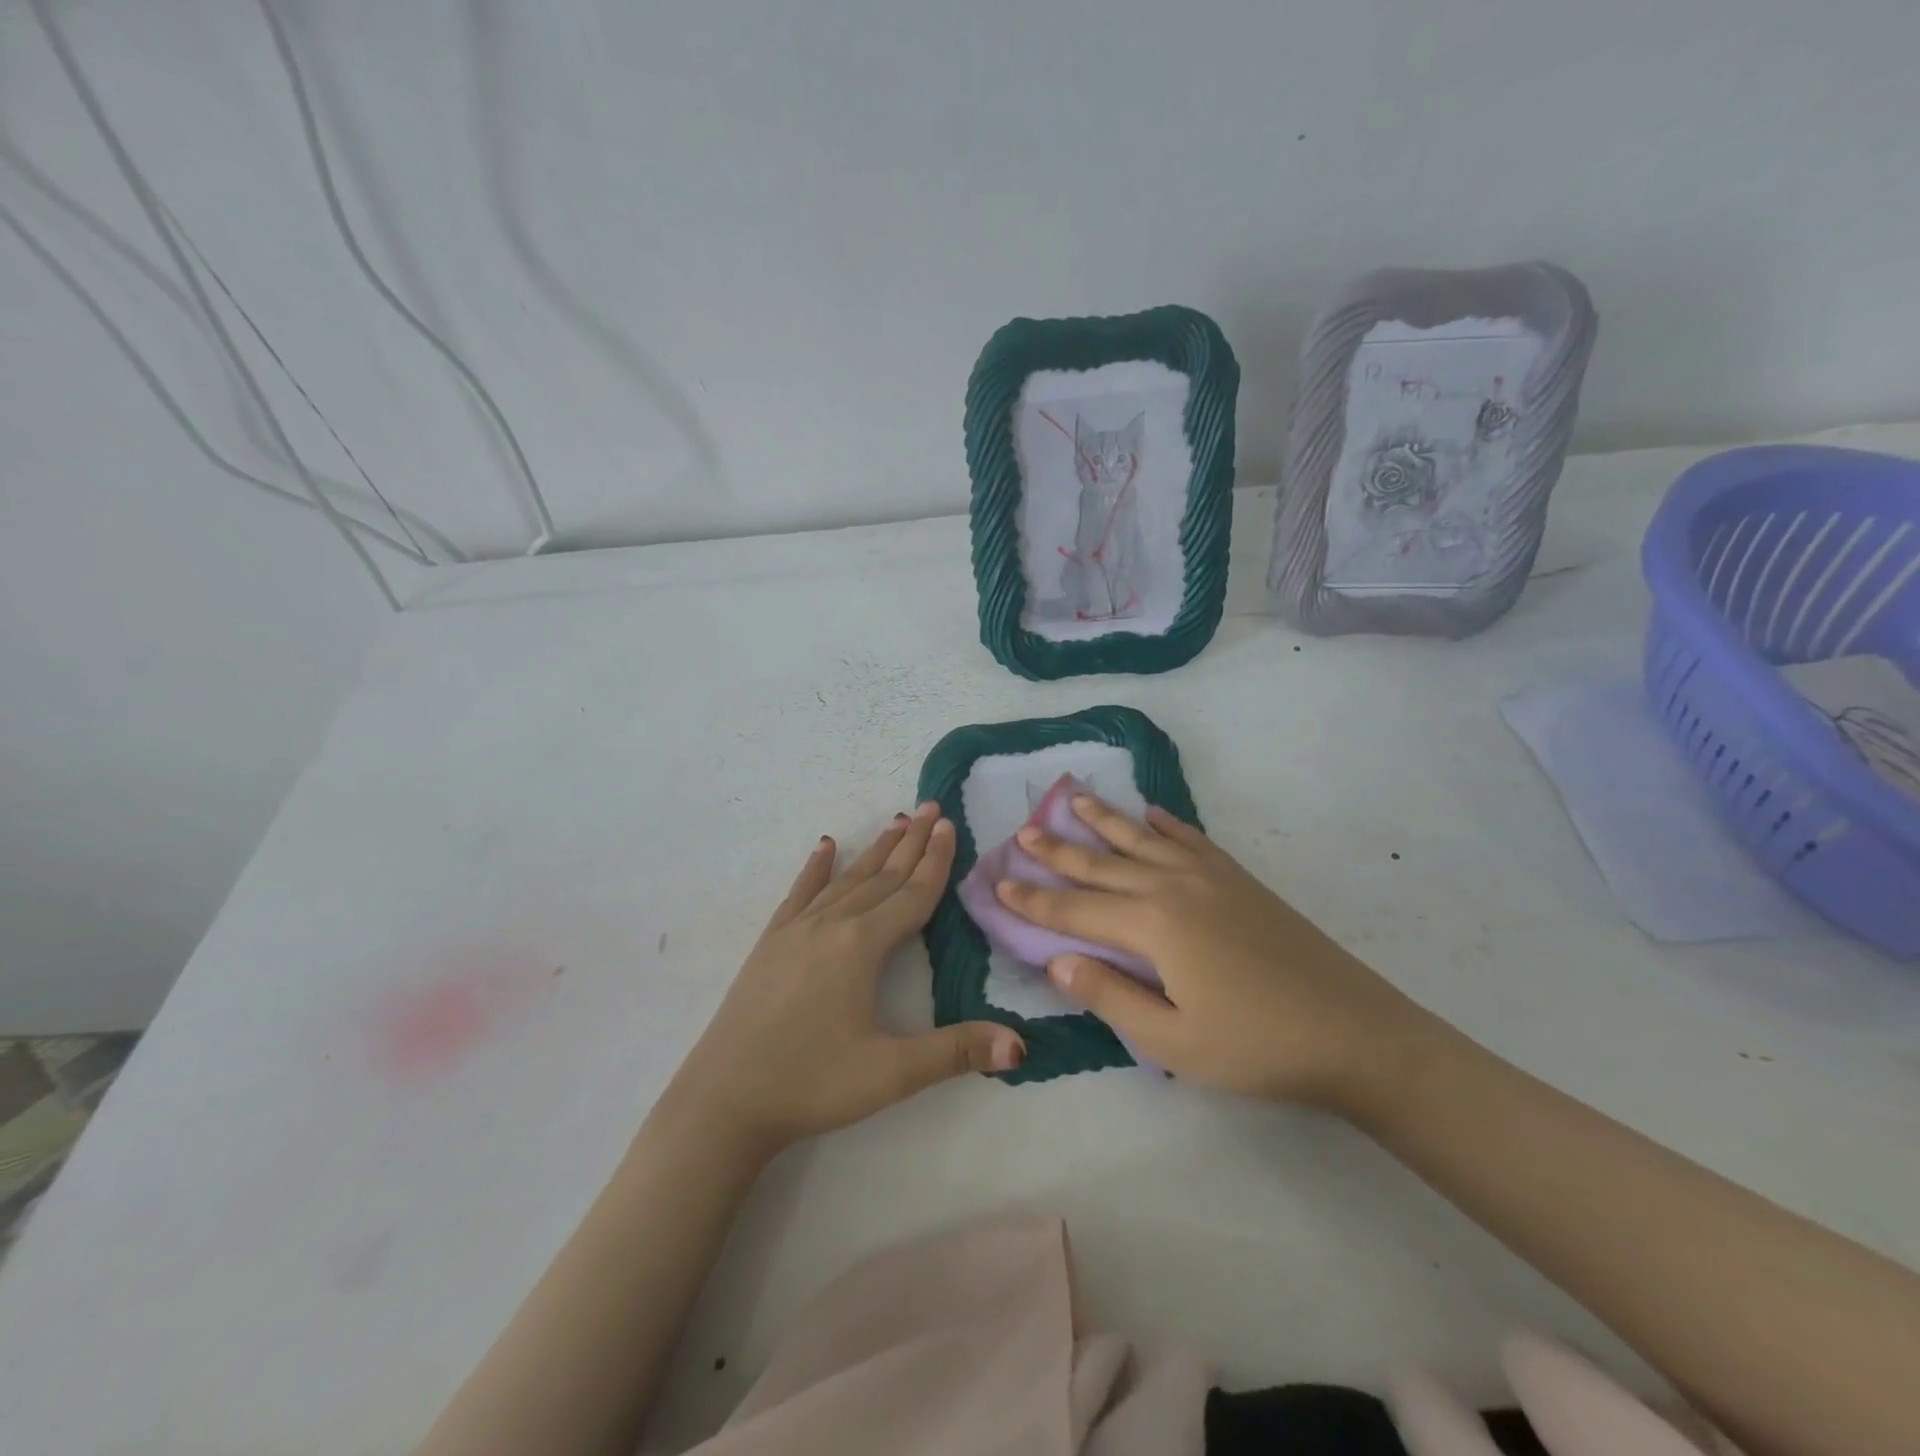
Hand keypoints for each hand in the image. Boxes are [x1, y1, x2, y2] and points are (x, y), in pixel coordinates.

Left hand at [668, 803, 1025, 1151]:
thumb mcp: (891, 1074)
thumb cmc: (812, 1084)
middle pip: (882, 876)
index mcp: (861, 946)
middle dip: (911, 842)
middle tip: (932, 806)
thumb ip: (956, 1053)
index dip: (935, 861)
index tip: (950, 824)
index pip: (911, 894)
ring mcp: (796, 930)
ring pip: (846, 879)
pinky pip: (800, 893)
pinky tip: (824, 846)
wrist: (724, 1100)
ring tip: (896, 820)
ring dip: (875, 850)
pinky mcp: (771, 942)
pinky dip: (816, 868)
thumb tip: (1021, 1045)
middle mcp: (831, 925)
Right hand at [995, 794, 1428, 1110]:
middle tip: (1023, 830)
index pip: (1076, 909)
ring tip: (1074, 798)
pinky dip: (1164, 823)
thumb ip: (1109, 996)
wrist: (1354, 1032)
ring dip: (1104, 820)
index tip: (998, 883)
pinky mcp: (1238, 879)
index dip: (1034, 900)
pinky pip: (1189, 839)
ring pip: (1142, 839)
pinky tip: (1150, 813)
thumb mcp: (1172, 1042)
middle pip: (1102, 863)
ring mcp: (1209, 877)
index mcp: (1153, 926)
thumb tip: (1056, 960)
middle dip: (1058, 850)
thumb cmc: (1257, 1047)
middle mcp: (1173, 887)